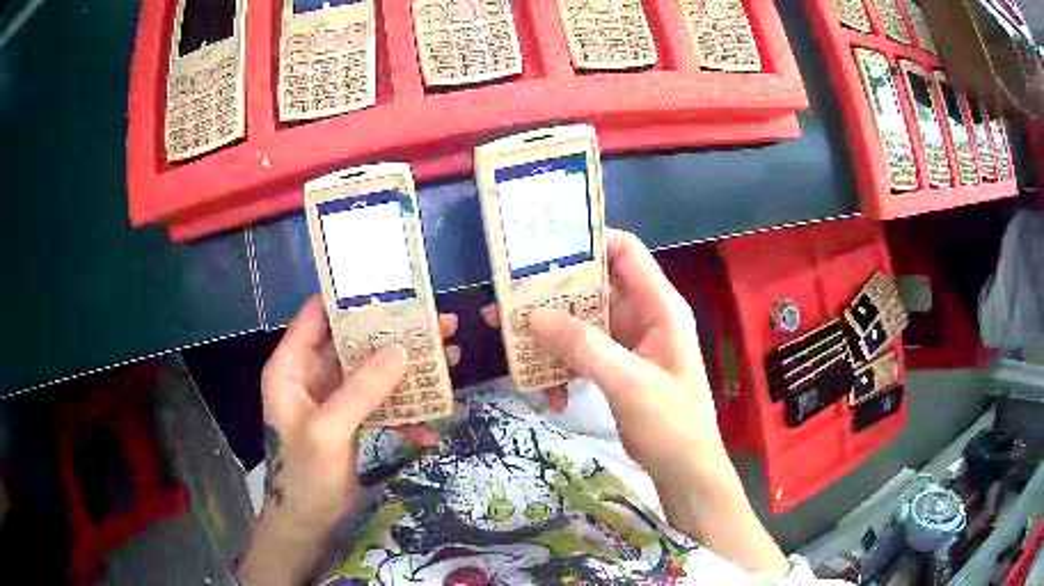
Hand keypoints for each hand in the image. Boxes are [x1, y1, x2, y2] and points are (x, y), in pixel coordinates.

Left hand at [238, 295, 457, 584]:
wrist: (309, 524)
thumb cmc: (306, 476)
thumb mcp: (330, 430)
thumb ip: (362, 389)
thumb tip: (402, 350)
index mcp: (291, 366)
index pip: (317, 315)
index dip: (350, 299)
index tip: (393, 291)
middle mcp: (310, 374)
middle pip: (354, 342)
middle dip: (394, 335)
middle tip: (439, 326)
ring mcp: (332, 398)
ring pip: (371, 372)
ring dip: (406, 372)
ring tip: (449, 361)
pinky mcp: (350, 420)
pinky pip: (379, 404)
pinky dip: (402, 413)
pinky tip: (429, 430)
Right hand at [526, 229, 720, 479]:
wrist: (684, 470)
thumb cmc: (671, 424)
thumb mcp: (630, 384)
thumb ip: (586, 347)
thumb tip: (535, 315)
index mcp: (659, 306)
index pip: (626, 252)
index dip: (588, 242)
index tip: (542, 251)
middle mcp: (643, 315)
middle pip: (593, 287)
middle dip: (552, 296)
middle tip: (508, 304)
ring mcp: (628, 342)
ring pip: (581, 322)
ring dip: (550, 337)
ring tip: (514, 349)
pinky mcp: (616, 366)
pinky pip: (581, 353)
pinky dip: (562, 368)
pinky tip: (551, 396)